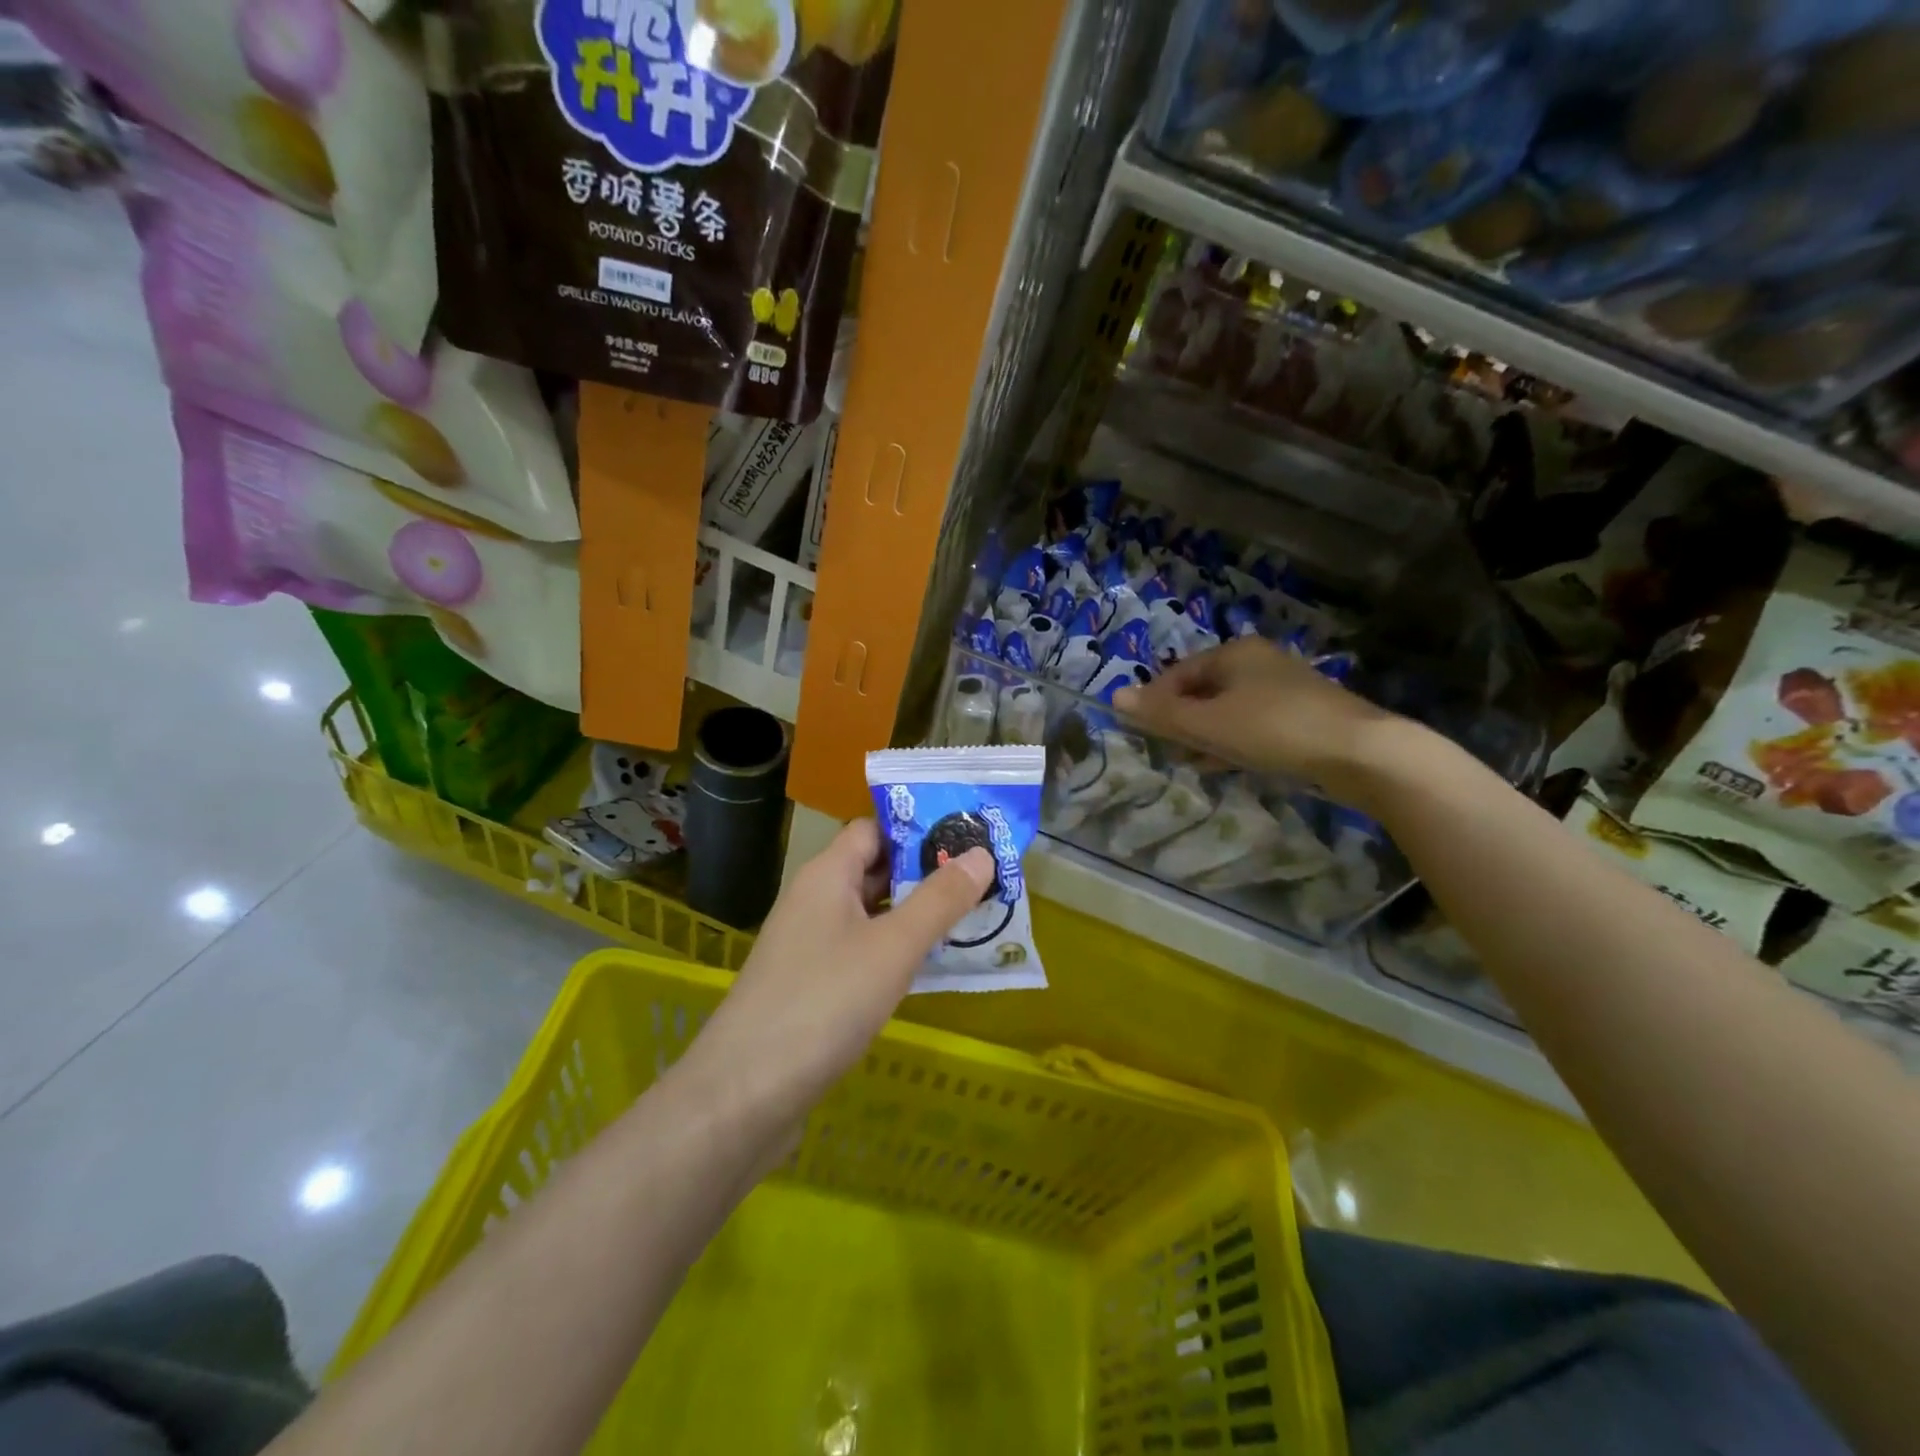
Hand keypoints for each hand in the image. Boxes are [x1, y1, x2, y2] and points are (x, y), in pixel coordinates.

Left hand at [687, 820, 994, 1118]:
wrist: (745, 1094)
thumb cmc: (824, 1002)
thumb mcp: (893, 946)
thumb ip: (940, 899)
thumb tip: (982, 853)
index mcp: (827, 875)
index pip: (874, 829)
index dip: (918, 828)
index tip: (969, 835)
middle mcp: (815, 900)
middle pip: (875, 870)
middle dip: (927, 872)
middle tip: (986, 878)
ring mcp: (810, 945)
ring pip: (872, 914)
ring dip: (916, 914)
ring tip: (974, 917)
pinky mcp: (812, 986)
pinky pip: (863, 952)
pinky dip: (897, 951)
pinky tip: (931, 967)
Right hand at [1113, 637, 1402, 802]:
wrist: (1361, 752)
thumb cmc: (1274, 729)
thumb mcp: (1209, 724)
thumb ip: (1162, 713)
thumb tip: (1115, 697)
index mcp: (1234, 653)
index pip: (1177, 673)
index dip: (1155, 702)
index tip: (1143, 733)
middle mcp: (1259, 662)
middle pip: (1203, 690)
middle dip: (1182, 721)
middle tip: (1170, 751)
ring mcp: (1284, 688)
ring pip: (1228, 709)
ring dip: (1206, 735)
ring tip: (1194, 763)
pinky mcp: (1303, 715)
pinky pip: (1253, 724)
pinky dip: (1234, 741)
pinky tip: (1228, 765)